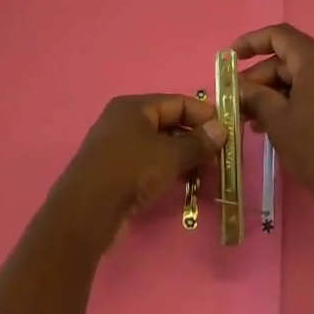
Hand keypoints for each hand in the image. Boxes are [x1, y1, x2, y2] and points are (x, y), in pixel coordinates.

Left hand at [56, 93, 227, 241]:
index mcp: (134, 106)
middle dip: (194, 138)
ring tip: (205, 173)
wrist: (86, 210)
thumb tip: (221, 129)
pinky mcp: (113, 171)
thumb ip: (197, 143)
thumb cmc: (130, 171)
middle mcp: (123, 120)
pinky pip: (147, 163)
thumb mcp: (169, 156)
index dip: (203, 114)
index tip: (227, 131)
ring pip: (158, 145)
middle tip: (218, 156)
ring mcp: (116, 146)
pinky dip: (166, 169)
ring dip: (182, 156)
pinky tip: (183, 184)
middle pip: (167, 123)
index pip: (176, 102)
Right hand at [235, 25, 313, 222]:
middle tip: (237, 99)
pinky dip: (293, 100)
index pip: (279, 36)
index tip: (230, 58)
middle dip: (260, 77)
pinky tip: (273, 124)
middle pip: (288, 58)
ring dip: (274, 92)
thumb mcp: (277, 120)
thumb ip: (255, 96)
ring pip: (300, 76)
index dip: (251, 42)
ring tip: (250, 118)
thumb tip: (239, 87)